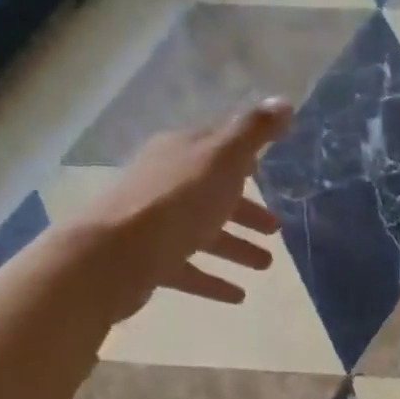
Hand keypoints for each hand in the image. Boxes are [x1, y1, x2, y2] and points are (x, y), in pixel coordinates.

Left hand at [82, 102, 291, 320]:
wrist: (115, 255)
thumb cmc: (177, 201)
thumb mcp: (223, 158)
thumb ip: (254, 132)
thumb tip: (285, 102)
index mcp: (182, 152)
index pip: (217, 146)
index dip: (243, 157)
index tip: (267, 170)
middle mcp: (166, 183)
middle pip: (213, 194)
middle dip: (246, 210)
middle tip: (275, 228)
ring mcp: (156, 224)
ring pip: (204, 233)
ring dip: (236, 247)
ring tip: (266, 265)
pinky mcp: (150, 260)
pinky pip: (189, 269)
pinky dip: (213, 280)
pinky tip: (238, 296)